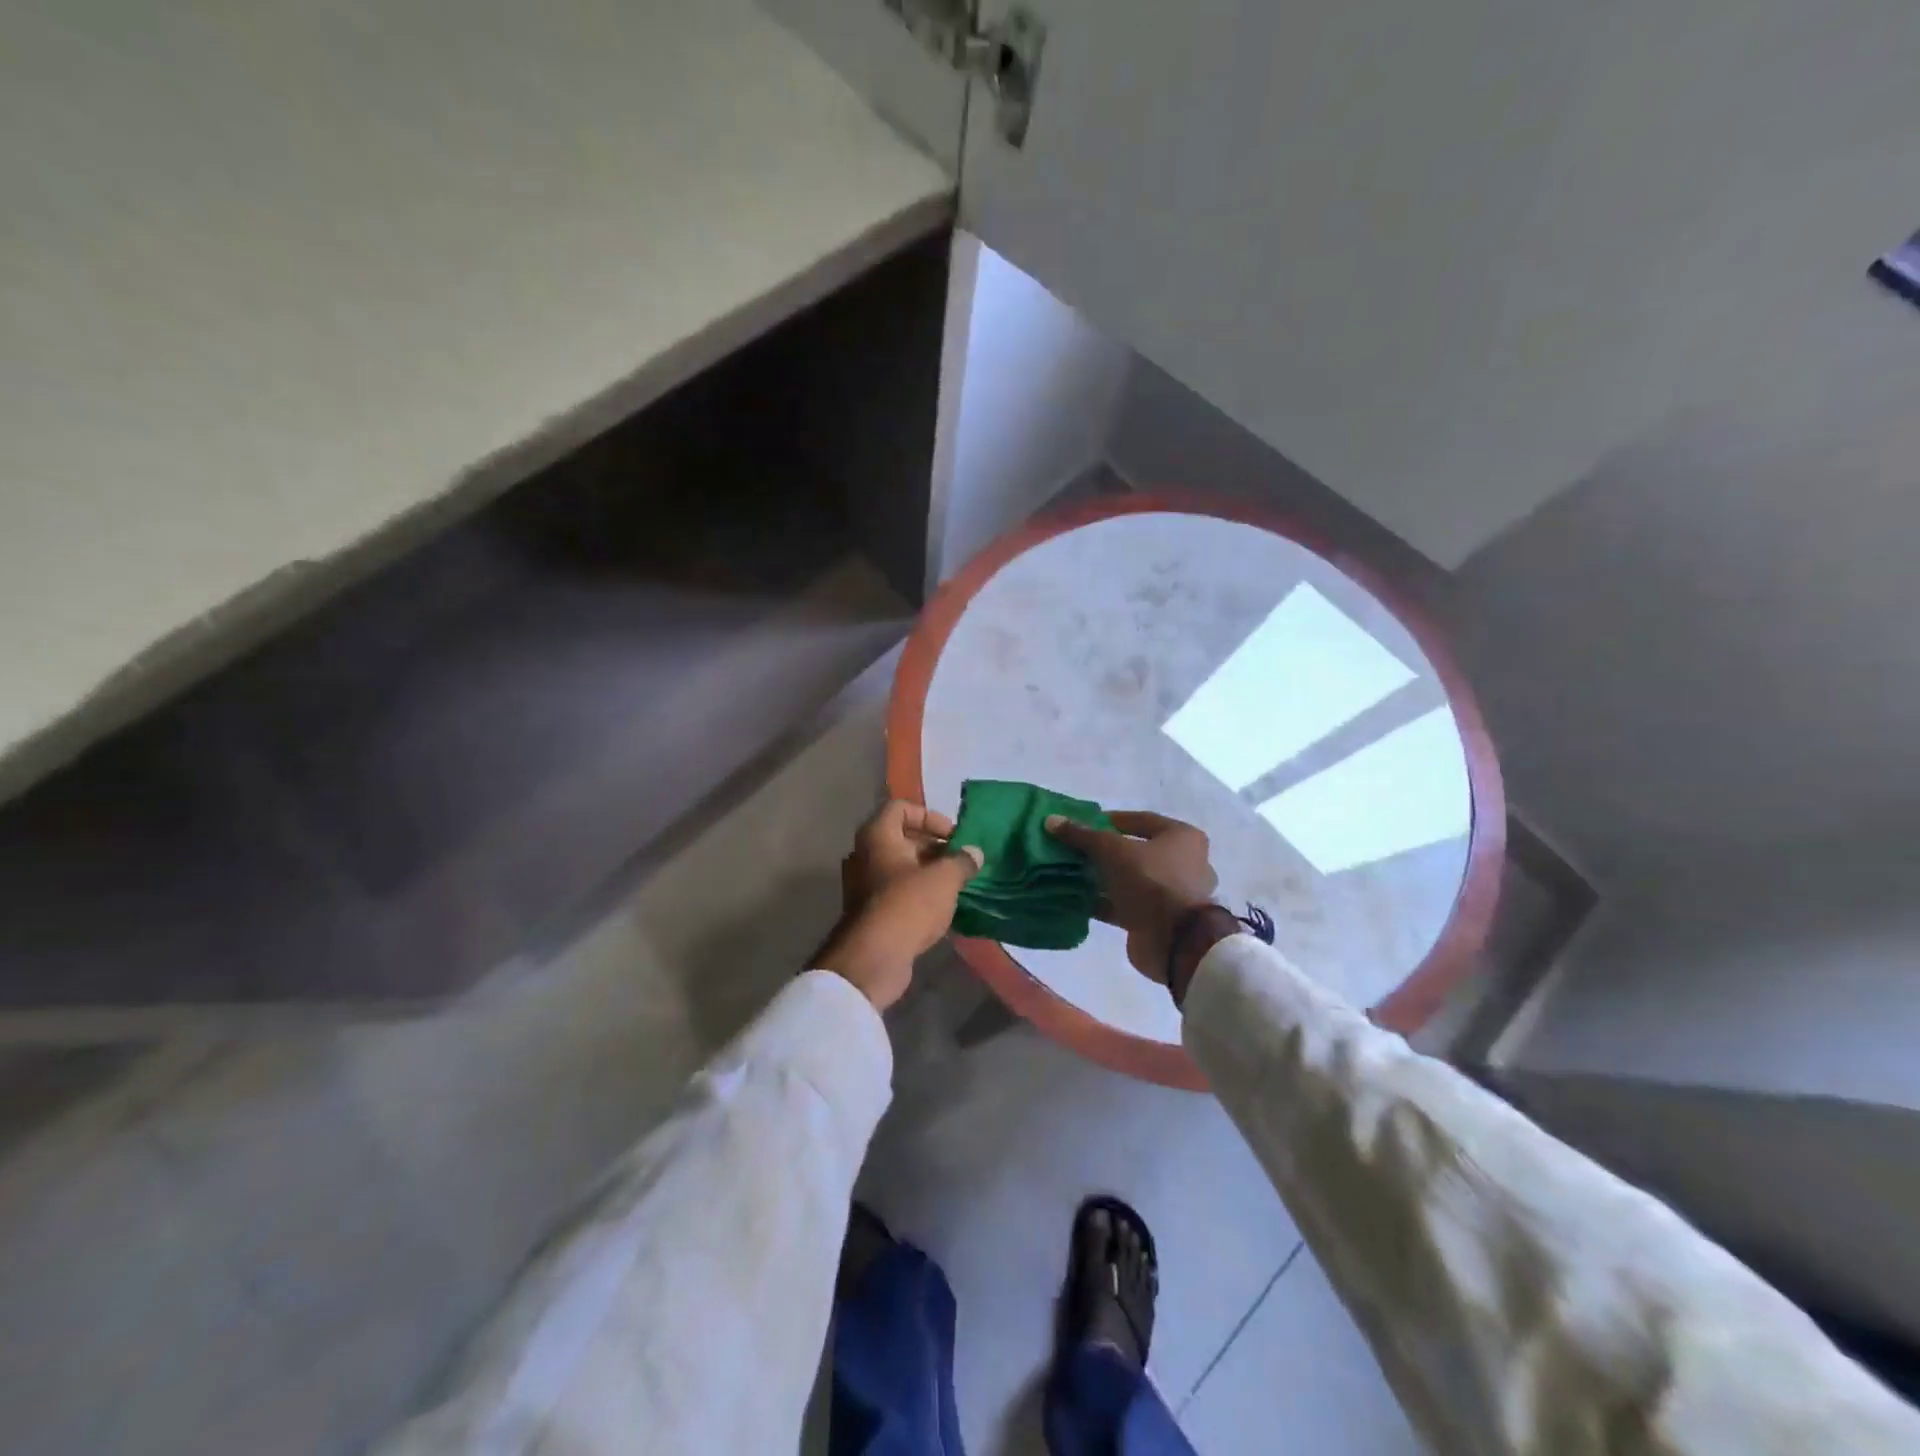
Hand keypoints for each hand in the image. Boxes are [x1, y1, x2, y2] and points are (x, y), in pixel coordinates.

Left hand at [815, 800, 982, 1010]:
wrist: (873, 957)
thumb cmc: (908, 905)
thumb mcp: (944, 879)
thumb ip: (962, 861)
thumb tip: (974, 853)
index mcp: (877, 835)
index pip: (901, 807)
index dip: (929, 816)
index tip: (952, 837)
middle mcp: (864, 854)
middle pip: (902, 838)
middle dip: (934, 847)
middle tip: (960, 861)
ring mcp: (863, 884)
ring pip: (900, 866)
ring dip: (928, 871)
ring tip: (955, 884)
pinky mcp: (869, 910)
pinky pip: (896, 890)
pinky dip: (917, 893)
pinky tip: (941, 907)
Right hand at [1044, 811, 1230, 988]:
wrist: (1174, 941)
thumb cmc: (1150, 881)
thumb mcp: (1111, 850)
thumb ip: (1082, 835)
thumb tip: (1052, 820)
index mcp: (1182, 838)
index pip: (1141, 820)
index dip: (1110, 820)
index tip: (1082, 824)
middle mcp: (1184, 863)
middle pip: (1135, 851)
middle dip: (1103, 852)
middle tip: (1074, 850)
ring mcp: (1173, 895)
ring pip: (1130, 880)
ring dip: (1103, 879)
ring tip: (1071, 874)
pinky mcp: (1159, 920)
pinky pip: (1127, 905)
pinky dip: (1105, 902)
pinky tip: (1078, 900)